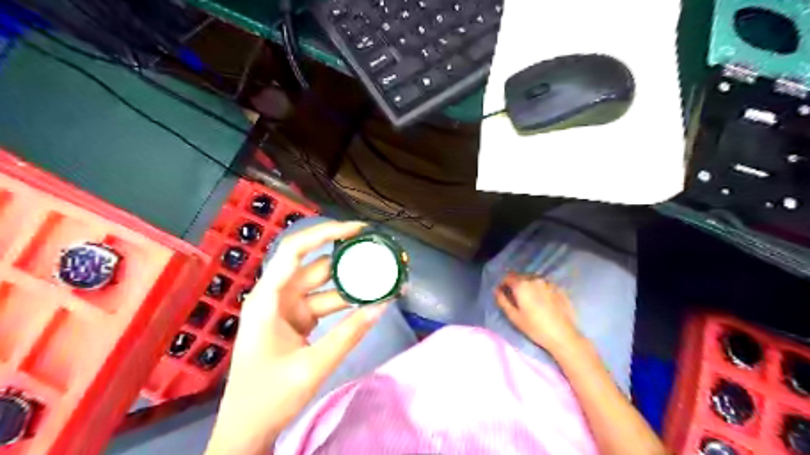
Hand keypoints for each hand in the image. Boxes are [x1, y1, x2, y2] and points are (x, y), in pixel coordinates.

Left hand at [205, 220, 387, 453]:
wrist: (247, 430)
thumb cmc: (268, 398)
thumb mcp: (313, 366)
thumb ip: (349, 334)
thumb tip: (383, 305)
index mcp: (268, 299)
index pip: (295, 251)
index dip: (325, 232)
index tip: (357, 229)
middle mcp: (276, 297)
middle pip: (314, 266)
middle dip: (346, 259)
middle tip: (378, 255)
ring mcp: (287, 309)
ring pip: (323, 285)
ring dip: (350, 283)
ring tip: (381, 278)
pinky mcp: (296, 321)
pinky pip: (323, 302)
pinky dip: (345, 301)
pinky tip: (367, 300)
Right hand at [493, 271, 582, 354]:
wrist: (563, 336)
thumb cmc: (535, 328)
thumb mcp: (513, 317)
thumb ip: (502, 300)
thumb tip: (496, 290)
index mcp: (522, 285)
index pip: (508, 276)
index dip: (503, 284)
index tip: (503, 294)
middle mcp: (535, 279)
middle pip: (520, 276)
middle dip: (516, 284)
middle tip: (516, 299)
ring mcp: (549, 283)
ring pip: (533, 280)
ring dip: (528, 286)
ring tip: (530, 301)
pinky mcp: (559, 288)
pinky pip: (544, 284)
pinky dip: (540, 289)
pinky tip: (543, 303)